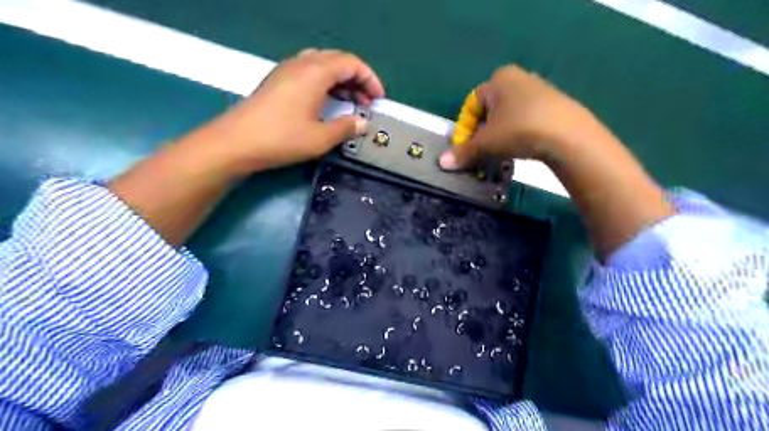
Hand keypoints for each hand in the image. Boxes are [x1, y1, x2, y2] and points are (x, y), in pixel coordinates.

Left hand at [208, 46, 383, 174]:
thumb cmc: (282, 138)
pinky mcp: (277, 81)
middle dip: (357, 79)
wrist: (236, 142)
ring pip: (322, 65)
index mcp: (315, 72)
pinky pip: (308, 72)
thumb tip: (362, 123)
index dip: (370, 79)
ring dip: (340, 80)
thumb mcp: (320, 138)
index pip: (351, 63)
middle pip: (337, 60)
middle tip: (366, 101)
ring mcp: (286, 70)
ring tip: (350, 102)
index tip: (378, 98)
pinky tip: (327, 102)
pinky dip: (325, 83)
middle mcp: (301, 64)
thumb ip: (346, 128)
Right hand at [443, 65, 596, 168]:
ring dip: (500, 134)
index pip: (471, 105)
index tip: (466, 148)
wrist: (568, 135)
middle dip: (483, 131)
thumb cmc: (518, 130)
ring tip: (501, 153)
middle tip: (483, 151)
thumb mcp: (486, 143)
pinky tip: (522, 148)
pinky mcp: (556, 104)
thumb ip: (464, 152)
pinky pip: (527, 118)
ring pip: (509, 115)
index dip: (464, 128)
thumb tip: (442, 163)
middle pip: (490, 109)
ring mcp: (540, 89)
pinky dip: (519, 133)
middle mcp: (519, 78)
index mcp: (498, 79)